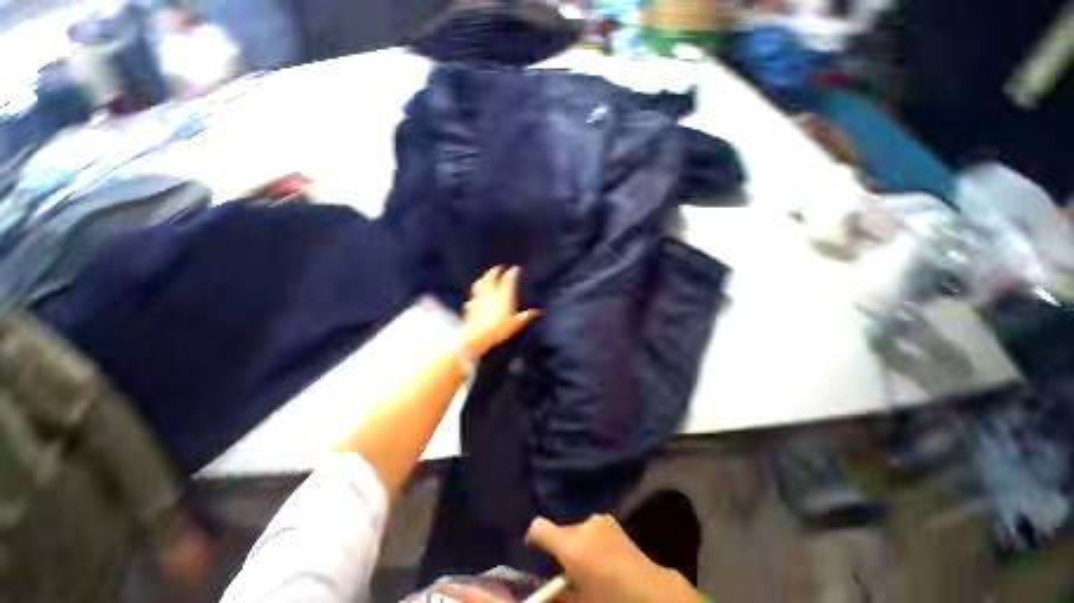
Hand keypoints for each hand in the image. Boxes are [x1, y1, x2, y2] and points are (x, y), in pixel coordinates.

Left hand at [459, 266, 538, 357]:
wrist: (477, 336)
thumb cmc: (499, 329)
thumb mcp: (516, 324)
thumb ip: (526, 316)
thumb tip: (537, 312)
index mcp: (504, 295)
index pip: (508, 280)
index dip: (513, 273)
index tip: (516, 268)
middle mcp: (491, 293)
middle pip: (491, 277)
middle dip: (495, 271)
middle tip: (499, 268)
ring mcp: (479, 298)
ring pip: (480, 284)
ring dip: (484, 278)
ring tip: (485, 277)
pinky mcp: (471, 306)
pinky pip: (473, 297)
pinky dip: (475, 295)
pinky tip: (475, 297)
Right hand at [526, 514, 698, 602]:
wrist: (652, 592)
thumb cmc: (611, 601)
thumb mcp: (580, 601)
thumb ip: (557, 591)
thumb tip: (543, 587)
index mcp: (572, 546)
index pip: (539, 527)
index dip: (533, 539)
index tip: (534, 551)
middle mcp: (583, 525)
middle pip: (559, 529)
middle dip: (559, 546)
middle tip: (567, 570)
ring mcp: (599, 520)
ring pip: (575, 529)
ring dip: (575, 543)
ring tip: (589, 565)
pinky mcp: (611, 520)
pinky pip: (590, 528)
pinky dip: (589, 540)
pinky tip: (602, 557)